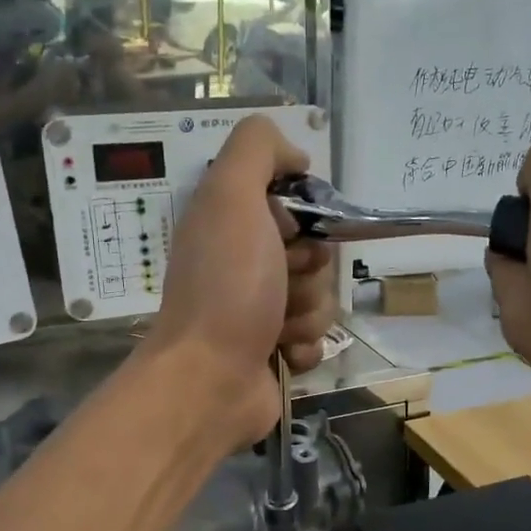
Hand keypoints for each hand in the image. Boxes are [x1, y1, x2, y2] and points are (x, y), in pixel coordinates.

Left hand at [149, 116, 337, 441]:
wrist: (209, 379)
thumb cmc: (226, 286)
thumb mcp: (231, 197)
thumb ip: (257, 150)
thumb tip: (296, 156)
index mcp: (232, 223)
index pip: (295, 205)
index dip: (303, 218)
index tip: (286, 232)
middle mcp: (244, 263)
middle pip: (316, 253)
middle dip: (309, 271)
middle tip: (280, 284)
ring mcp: (259, 310)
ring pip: (321, 298)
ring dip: (308, 313)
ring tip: (275, 327)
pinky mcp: (273, 351)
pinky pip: (316, 338)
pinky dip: (304, 346)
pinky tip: (280, 354)